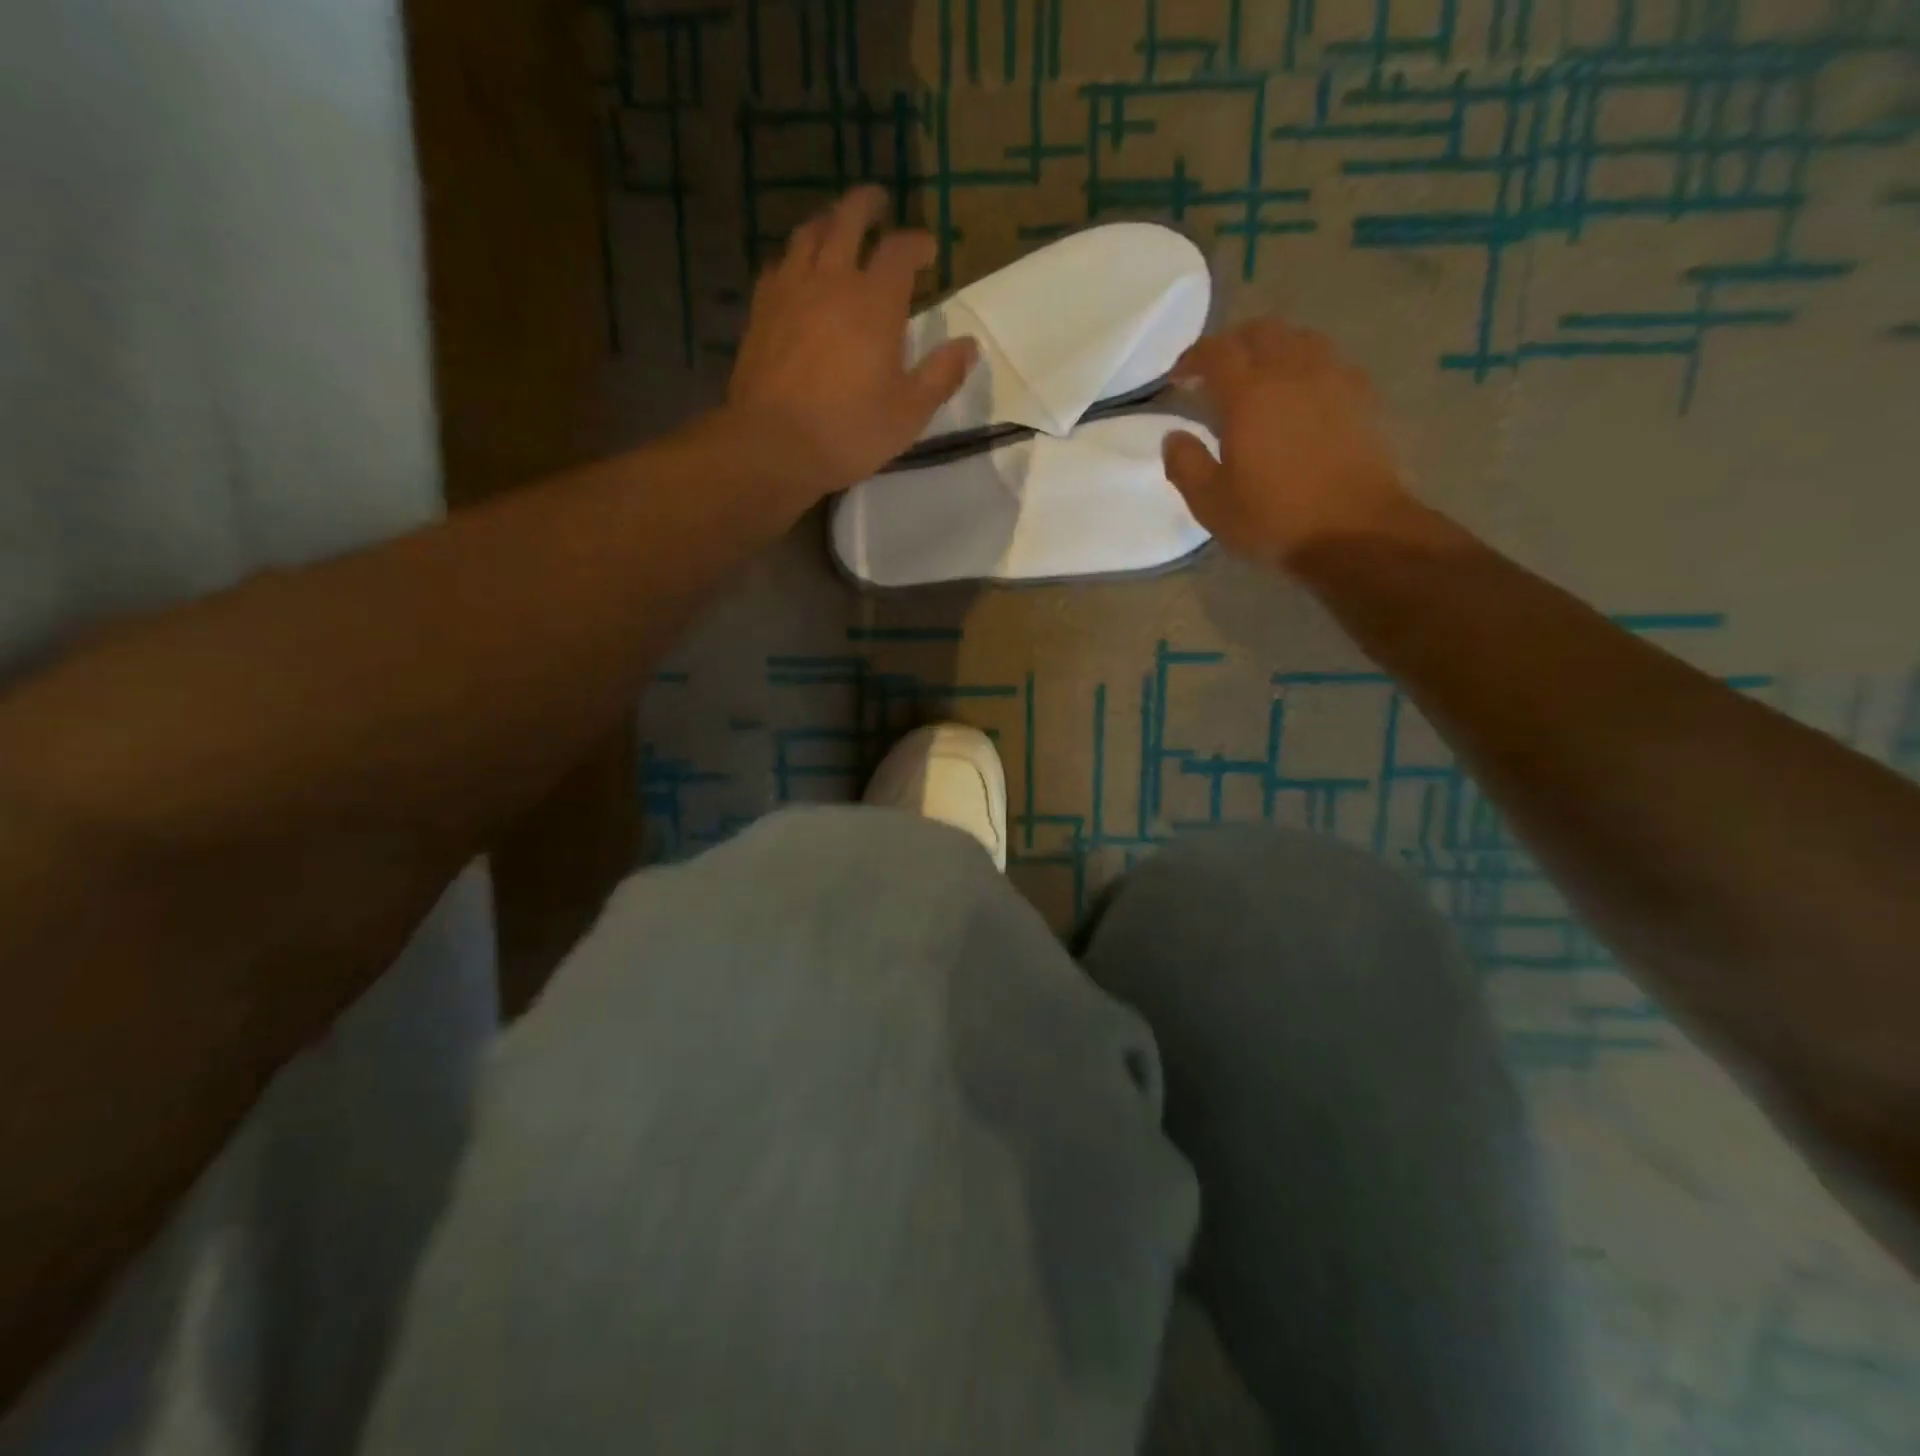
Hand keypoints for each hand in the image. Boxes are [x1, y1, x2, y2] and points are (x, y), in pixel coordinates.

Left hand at [726, 186, 977, 507]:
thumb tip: (969, 345)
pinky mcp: (761, 310)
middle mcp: (831, 280)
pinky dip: (795, 258)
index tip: (929, 250)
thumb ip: (941, 375)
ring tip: (837, 226)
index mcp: (875, 302)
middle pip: (848, 220)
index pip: (900, 251)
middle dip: (867, 206)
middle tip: (878, 203)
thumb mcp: (909, 414)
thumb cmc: (849, 432)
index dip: (918, 243)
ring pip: (808, 234)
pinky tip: (797, 270)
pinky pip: (779, 265)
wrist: (772, 445)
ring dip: (827, 221)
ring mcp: (790, 290)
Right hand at [1161, 319, 1413, 569]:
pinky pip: (1330, 361)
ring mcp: (1333, 380)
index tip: (1178, 377)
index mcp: (1248, 394)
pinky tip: (1302, 393)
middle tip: (1216, 371)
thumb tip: (1173, 437)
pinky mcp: (1362, 397)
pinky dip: (1307, 365)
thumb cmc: (1273, 519)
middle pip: (1261, 331)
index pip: (1216, 353)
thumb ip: (1185, 465)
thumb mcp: (1211, 503)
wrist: (1354, 531)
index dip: (1192, 358)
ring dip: (1273, 347)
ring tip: (1260, 376)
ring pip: (1300, 338)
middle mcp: (1292, 372)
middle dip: (1233, 343)